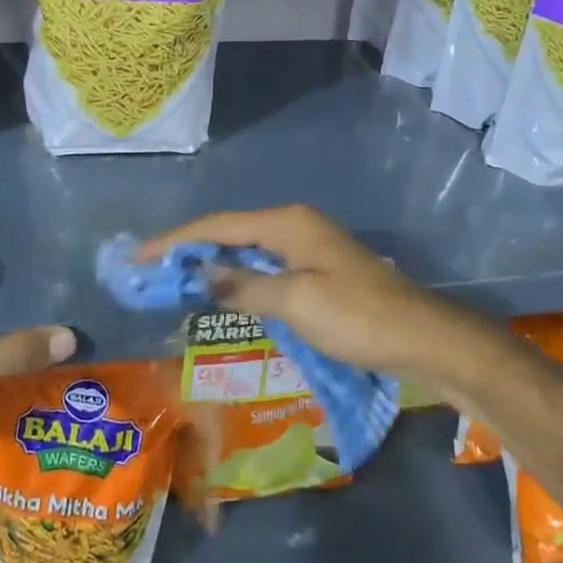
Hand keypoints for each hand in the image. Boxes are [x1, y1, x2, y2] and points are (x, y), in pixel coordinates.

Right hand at [137, 204, 480, 377]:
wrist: (423, 339)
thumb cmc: (357, 317)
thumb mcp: (296, 301)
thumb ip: (244, 286)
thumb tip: (204, 274)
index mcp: (287, 223)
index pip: (218, 225)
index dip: (176, 240)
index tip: (139, 256)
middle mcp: (295, 226)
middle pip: (230, 232)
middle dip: (191, 250)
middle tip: (153, 272)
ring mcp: (309, 248)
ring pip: (248, 251)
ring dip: (215, 266)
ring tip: (178, 283)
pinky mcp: (319, 271)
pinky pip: (266, 268)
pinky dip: (240, 280)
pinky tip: (227, 297)